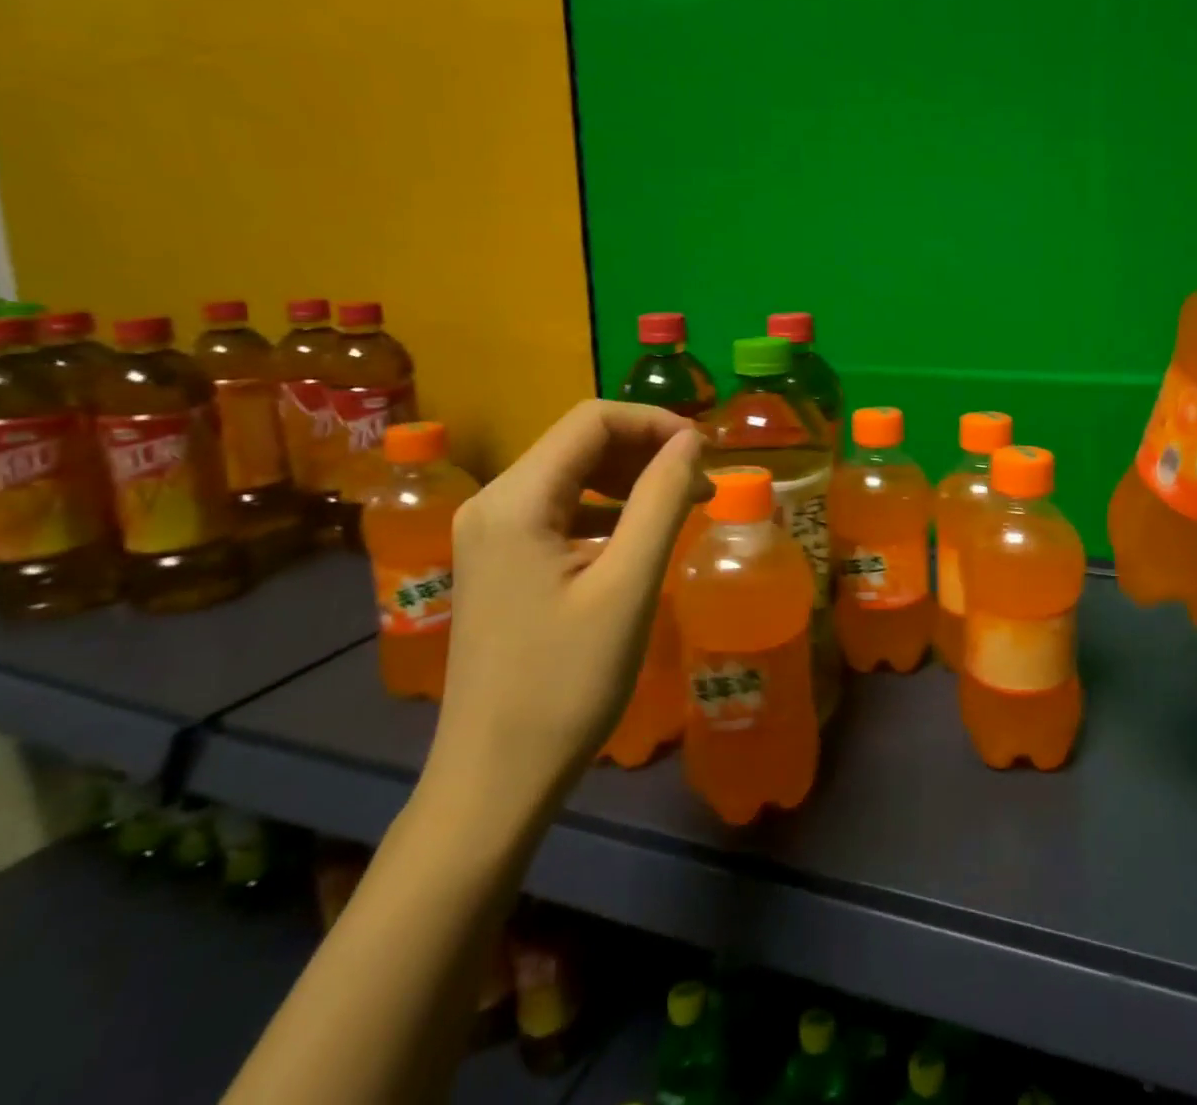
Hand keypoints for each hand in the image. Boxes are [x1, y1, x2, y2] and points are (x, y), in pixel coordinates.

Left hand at [425, 402, 709, 814]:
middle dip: (646, 450)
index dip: (656, 423)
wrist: (495, 777)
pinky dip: (608, 507)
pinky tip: (639, 536)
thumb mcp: (628, 585)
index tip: (707, 453)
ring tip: (683, 505)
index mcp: (515, 500)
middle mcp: (493, 503)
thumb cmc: (567, 682)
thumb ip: (662, 500)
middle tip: (701, 484)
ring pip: (571, 473)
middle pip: (579, 442)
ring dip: (631, 478)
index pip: (592, 420)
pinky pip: (560, 509)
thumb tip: (692, 441)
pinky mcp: (500, 562)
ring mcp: (490, 534)